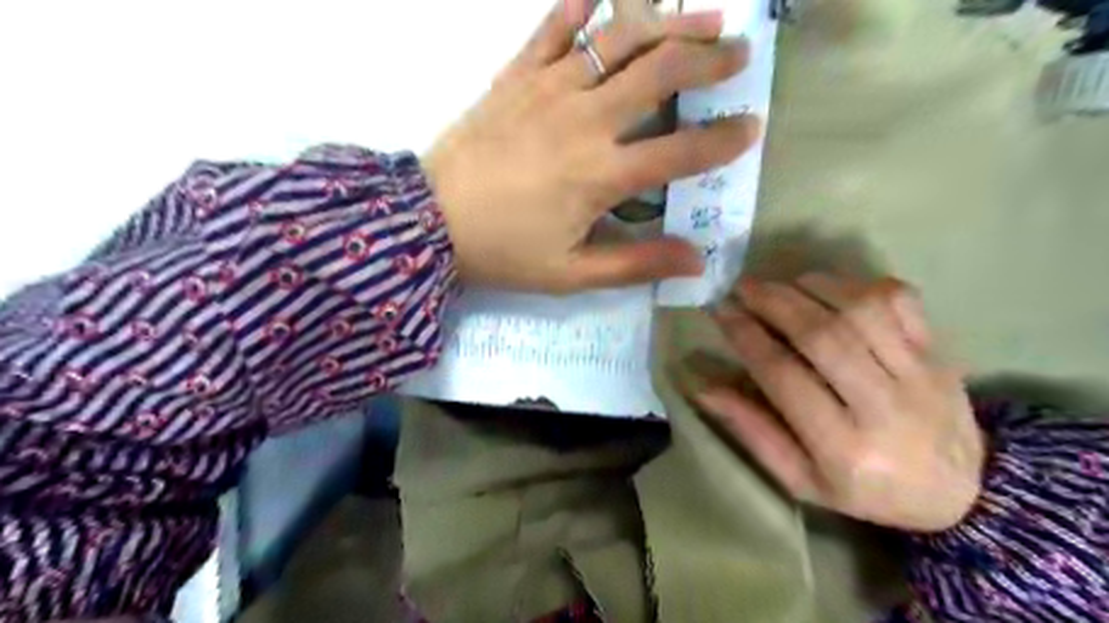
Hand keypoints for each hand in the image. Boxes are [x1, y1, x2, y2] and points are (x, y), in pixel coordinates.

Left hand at [420, 1, 757, 293]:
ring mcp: (549, 88)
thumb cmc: (504, 252)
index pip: (681, 151)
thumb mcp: (572, 273)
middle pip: (661, 73)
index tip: (751, 129)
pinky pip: (553, 28)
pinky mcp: (516, 75)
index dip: (723, 141)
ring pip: (620, 39)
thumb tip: (697, 260)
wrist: (430, 222)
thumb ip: (636, 263)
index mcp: (601, 174)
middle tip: (738, 54)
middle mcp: (585, 120)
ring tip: (704, 16)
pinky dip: (581, 7)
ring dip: (668, 22)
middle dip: (709, 60)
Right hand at [691, 274, 986, 531]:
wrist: (962, 492)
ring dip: (810, 287)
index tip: (720, 312)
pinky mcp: (941, 351)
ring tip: (780, 284)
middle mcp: (884, 407)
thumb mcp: (801, 480)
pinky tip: (830, 288)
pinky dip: (858, 284)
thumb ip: (753, 431)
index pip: (783, 376)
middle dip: (772, 302)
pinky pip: (900, 300)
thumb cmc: (866, 490)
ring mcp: (920, 374)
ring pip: (859, 310)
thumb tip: (704, 388)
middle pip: (821, 336)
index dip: (746, 337)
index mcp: (844, 448)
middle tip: (741, 286)